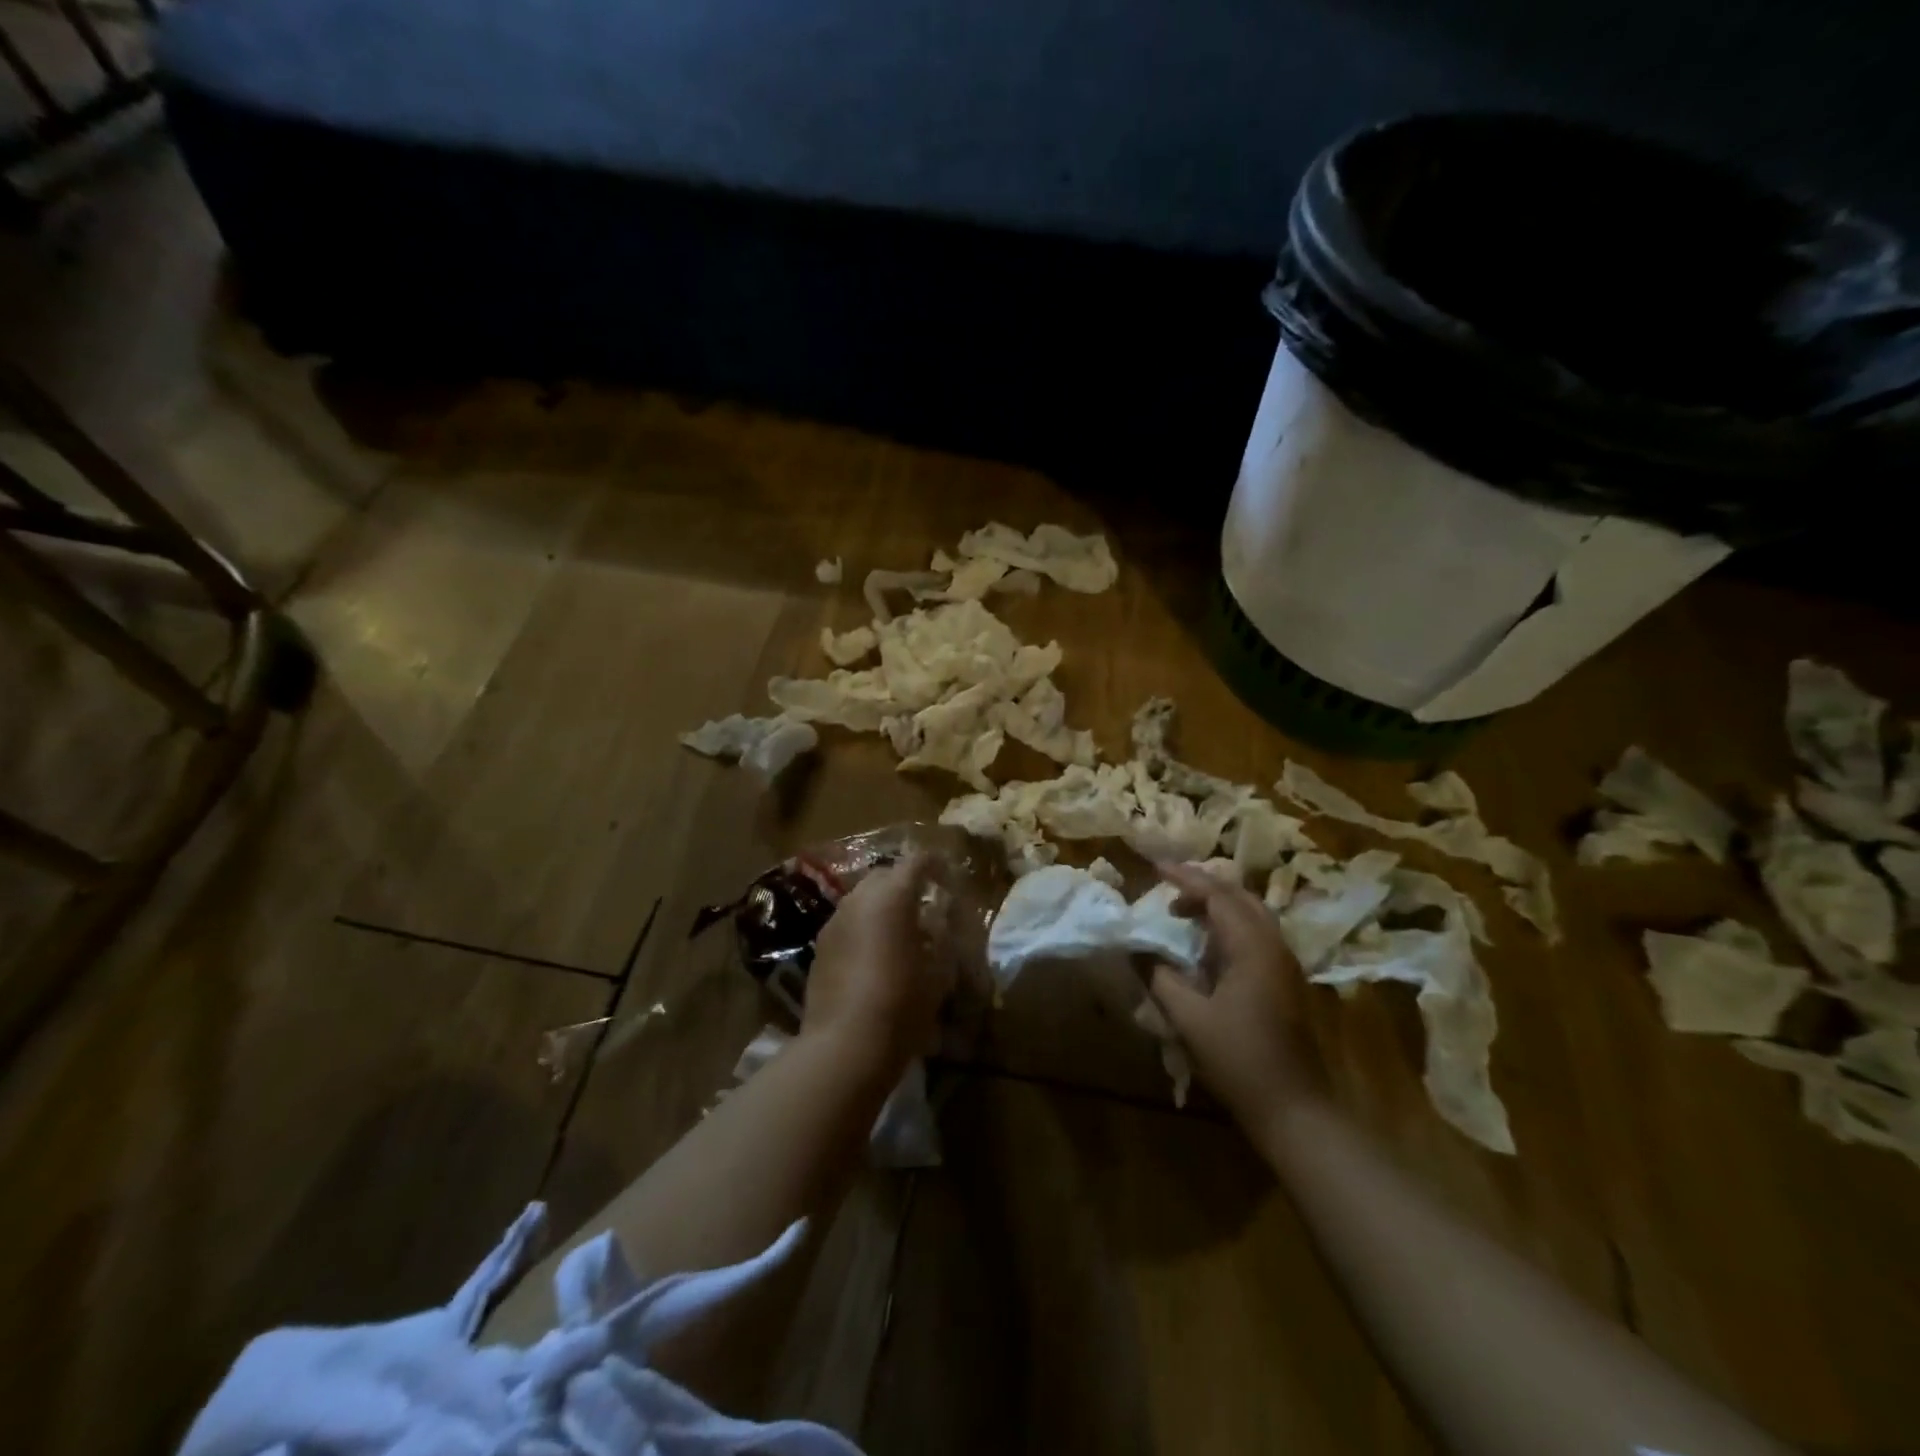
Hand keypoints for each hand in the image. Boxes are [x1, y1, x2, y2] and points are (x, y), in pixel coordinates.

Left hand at [803, 853, 952, 1070]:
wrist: (844, 1046)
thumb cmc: (902, 1005)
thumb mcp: (939, 972)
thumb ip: (942, 938)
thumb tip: (940, 923)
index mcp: (892, 897)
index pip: (917, 861)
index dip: (935, 864)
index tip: (949, 876)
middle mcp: (859, 899)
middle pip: (885, 875)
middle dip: (906, 882)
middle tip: (926, 904)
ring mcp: (834, 922)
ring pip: (862, 898)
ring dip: (883, 905)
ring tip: (901, 931)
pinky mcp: (820, 947)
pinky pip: (848, 923)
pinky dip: (865, 926)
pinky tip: (876, 954)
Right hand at [1149, 862, 1327, 1132]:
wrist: (1295, 1108)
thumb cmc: (1239, 1059)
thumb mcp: (1189, 1018)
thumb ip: (1160, 977)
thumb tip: (1138, 949)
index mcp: (1253, 947)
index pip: (1217, 895)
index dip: (1185, 877)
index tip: (1155, 867)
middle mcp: (1274, 945)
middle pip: (1239, 897)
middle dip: (1203, 885)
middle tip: (1168, 886)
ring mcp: (1284, 964)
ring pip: (1251, 914)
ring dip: (1217, 905)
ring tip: (1182, 910)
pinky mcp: (1285, 982)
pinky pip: (1255, 934)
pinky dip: (1228, 925)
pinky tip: (1206, 944)